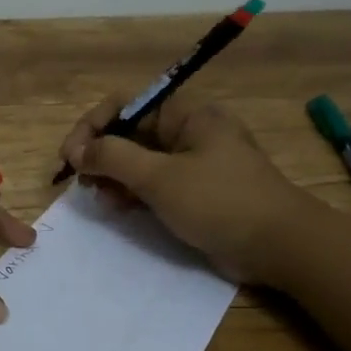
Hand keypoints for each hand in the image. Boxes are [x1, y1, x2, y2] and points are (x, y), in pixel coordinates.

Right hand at [60, 93, 316, 284]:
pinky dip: (133, 193)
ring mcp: (193, 163)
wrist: (279, 246)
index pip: (125, 104)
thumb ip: (113, 158)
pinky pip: (153, 184)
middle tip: (80, 182)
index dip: (92, 127)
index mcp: (186, 114)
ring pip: (139, 160)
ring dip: (113, 176)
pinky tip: (119, 208)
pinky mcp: (195, 191)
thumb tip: (78, 150)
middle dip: (100, 154)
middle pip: (130, 132)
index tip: (71, 157)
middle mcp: (188, 132)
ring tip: (101, 198)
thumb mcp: (159, 178)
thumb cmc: (219, 201)